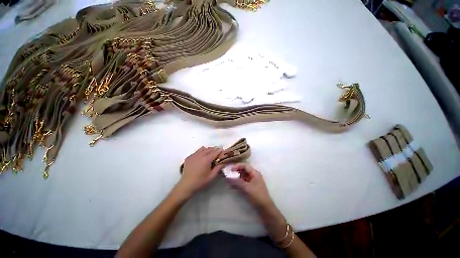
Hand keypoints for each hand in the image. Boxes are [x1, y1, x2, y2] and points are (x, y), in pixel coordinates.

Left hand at [178, 146, 223, 194]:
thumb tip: (224, 163)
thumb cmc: (200, 181)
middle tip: (217, 154)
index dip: (220, 150)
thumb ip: (218, 168)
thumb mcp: (211, 176)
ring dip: (207, 150)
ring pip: (202, 148)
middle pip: (209, 148)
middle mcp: (200, 155)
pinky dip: (200, 152)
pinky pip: (196, 152)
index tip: (223, 151)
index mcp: (207, 159)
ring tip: (209, 155)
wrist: (186, 185)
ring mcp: (193, 155)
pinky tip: (200, 159)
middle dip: (214, 150)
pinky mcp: (189, 157)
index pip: (215, 151)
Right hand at [227, 163, 272, 208]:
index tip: (231, 169)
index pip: (245, 165)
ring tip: (229, 179)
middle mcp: (253, 175)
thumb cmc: (257, 196)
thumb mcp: (246, 188)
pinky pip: (243, 181)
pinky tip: (232, 184)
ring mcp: (252, 180)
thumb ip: (237, 182)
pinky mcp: (250, 186)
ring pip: (243, 175)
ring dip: (236, 177)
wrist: (265, 208)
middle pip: (243, 170)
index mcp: (255, 173)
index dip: (238, 166)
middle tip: (228, 173)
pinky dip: (238, 182)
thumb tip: (228, 177)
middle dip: (236, 171)